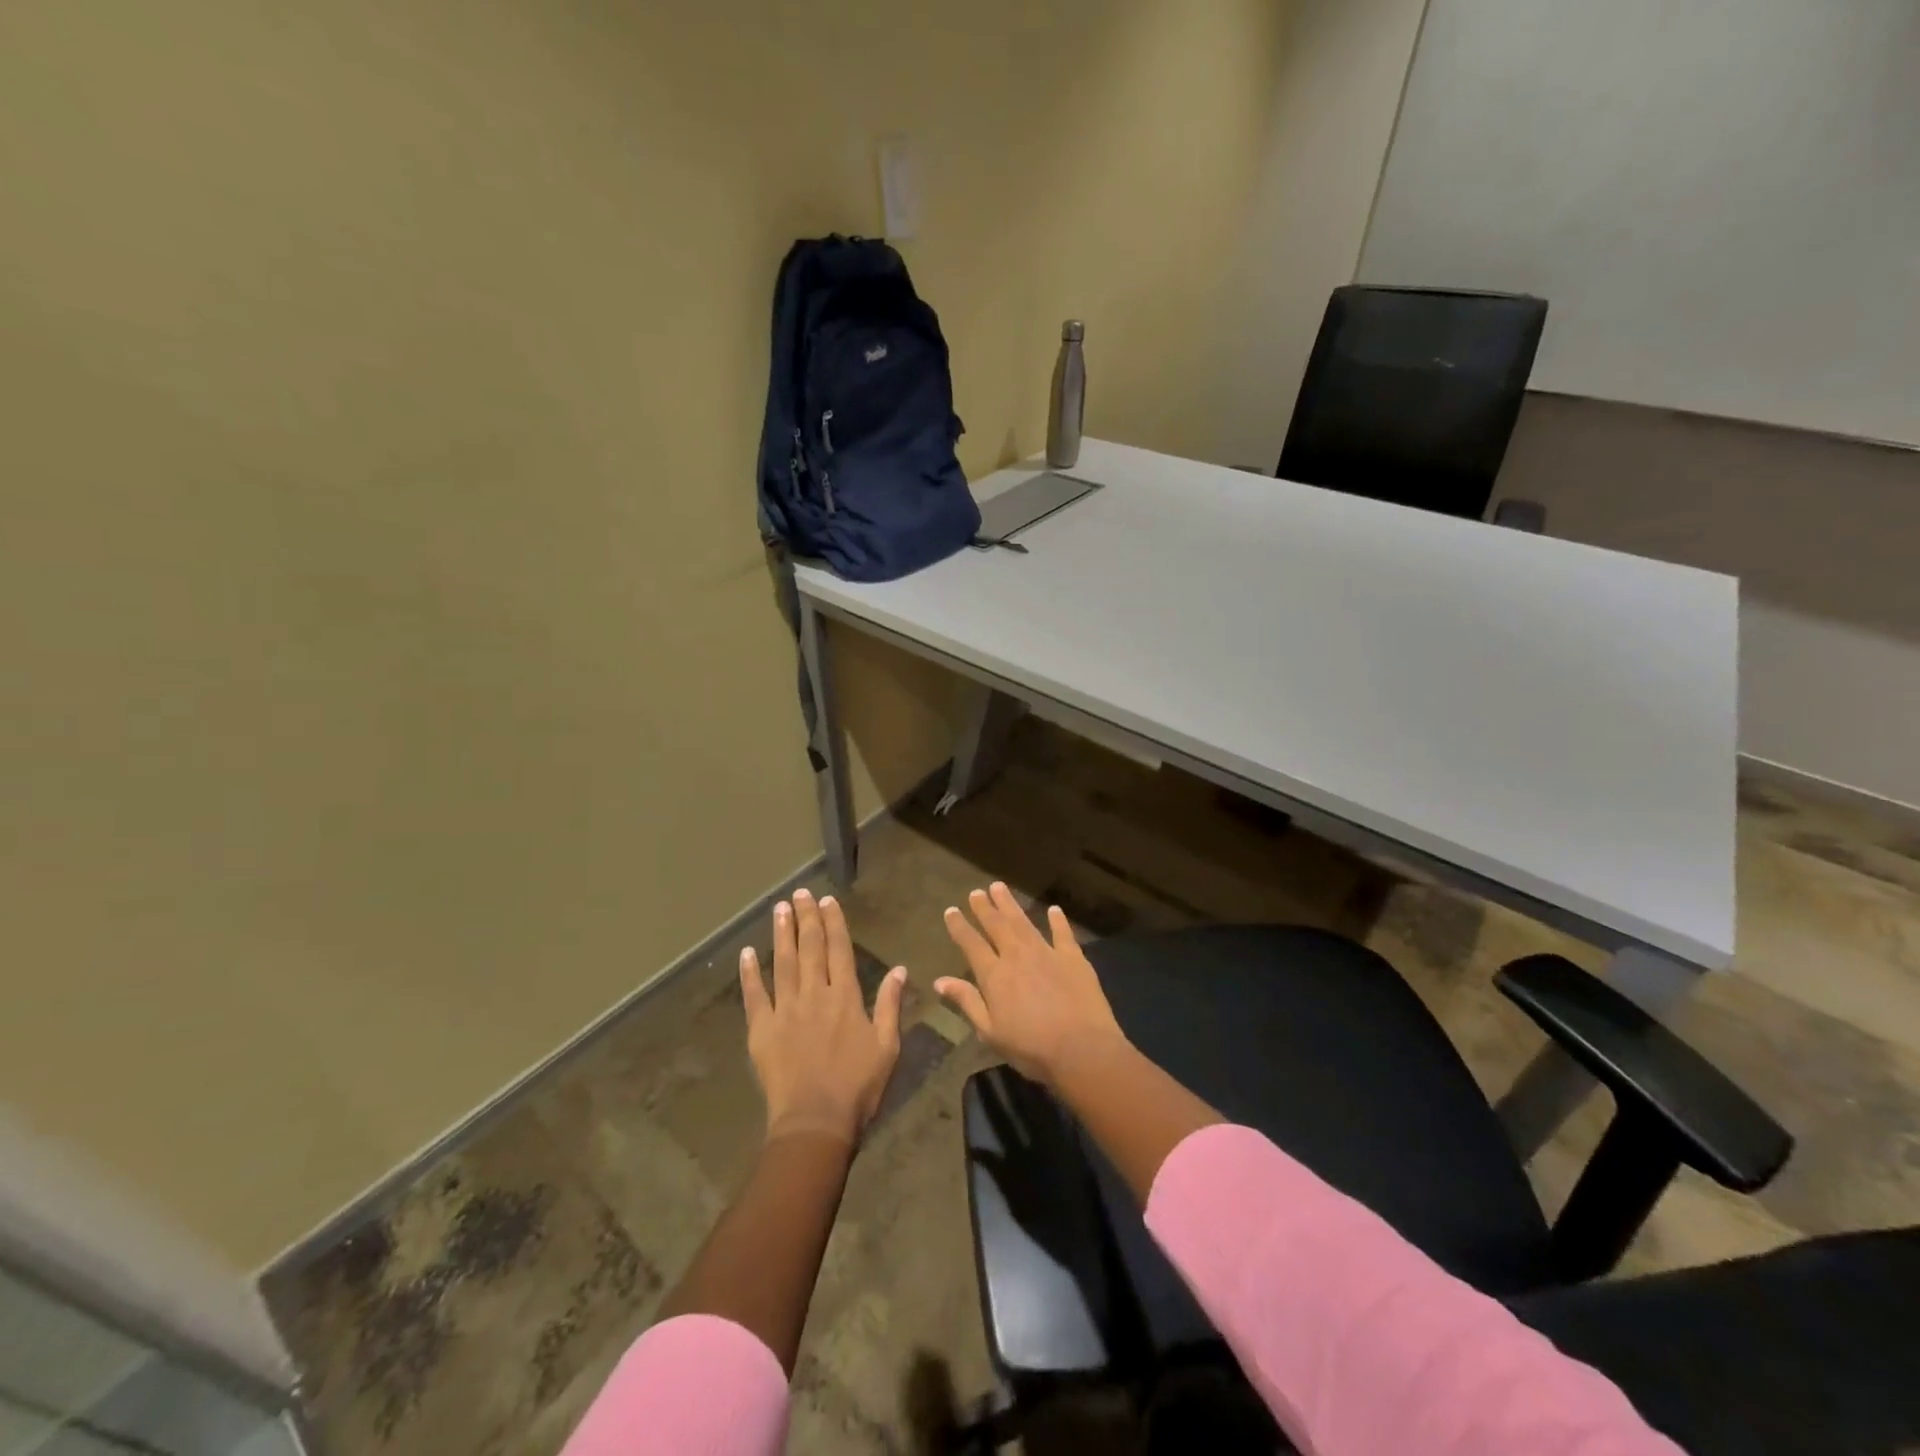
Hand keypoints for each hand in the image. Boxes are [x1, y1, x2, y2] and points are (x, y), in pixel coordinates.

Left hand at [740, 888, 906, 1145]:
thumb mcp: (887, 1046)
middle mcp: (814, 994)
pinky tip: (746, 953)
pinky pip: (754, 996)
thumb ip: (890, 1005)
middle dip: (806, 919)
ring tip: (779, 909)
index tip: (827, 901)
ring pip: (783, 963)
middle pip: (810, 948)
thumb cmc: (858, 1086)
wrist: (815, 1122)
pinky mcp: (762, 1029)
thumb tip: (900, 969)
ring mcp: (785, 1010)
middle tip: (800, 893)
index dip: (834, 923)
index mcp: (845, 997)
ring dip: (781, 934)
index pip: (839, 950)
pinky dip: (749, 973)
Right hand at [935, 882, 1127, 1086]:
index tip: (951, 910)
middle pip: (997, 925)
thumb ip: (967, 1002)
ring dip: (1010, 904)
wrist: (1082, 1049)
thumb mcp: (990, 1032)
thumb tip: (939, 980)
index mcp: (994, 975)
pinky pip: (1063, 933)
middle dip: (984, 908)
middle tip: (976, 892)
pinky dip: (1058, 920)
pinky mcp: (1073, 957)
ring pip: (1024, 922)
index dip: (960, 927)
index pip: (972, 944)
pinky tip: (1054, 909)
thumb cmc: (1031, 1048)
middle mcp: (1017, 956)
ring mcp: (1047, 952)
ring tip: (1000, 887)